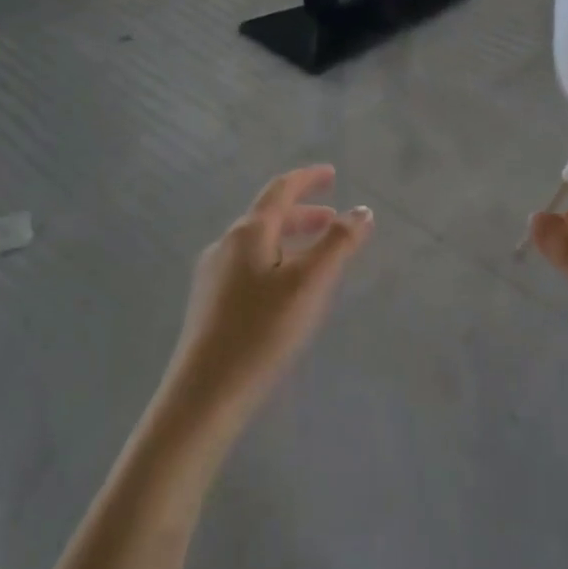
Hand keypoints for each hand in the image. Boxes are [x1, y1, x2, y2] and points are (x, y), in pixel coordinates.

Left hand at [159, 165, 373, 438]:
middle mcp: (225, 245)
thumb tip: (362, 210)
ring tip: (316, 256)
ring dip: (290, 240)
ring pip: (259, 244)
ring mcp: (213, 275)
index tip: (331, 174)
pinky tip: (286, 290)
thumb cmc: (262, 332)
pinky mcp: (209, 304)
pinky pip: (249, 266)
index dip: (308, 179)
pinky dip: (276, 261)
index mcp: (248, 233)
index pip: (280, 190)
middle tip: (333, 220)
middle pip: (268, 217)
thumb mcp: (310, 283)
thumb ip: (338, 243)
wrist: (205, 395)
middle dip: (303, 214)